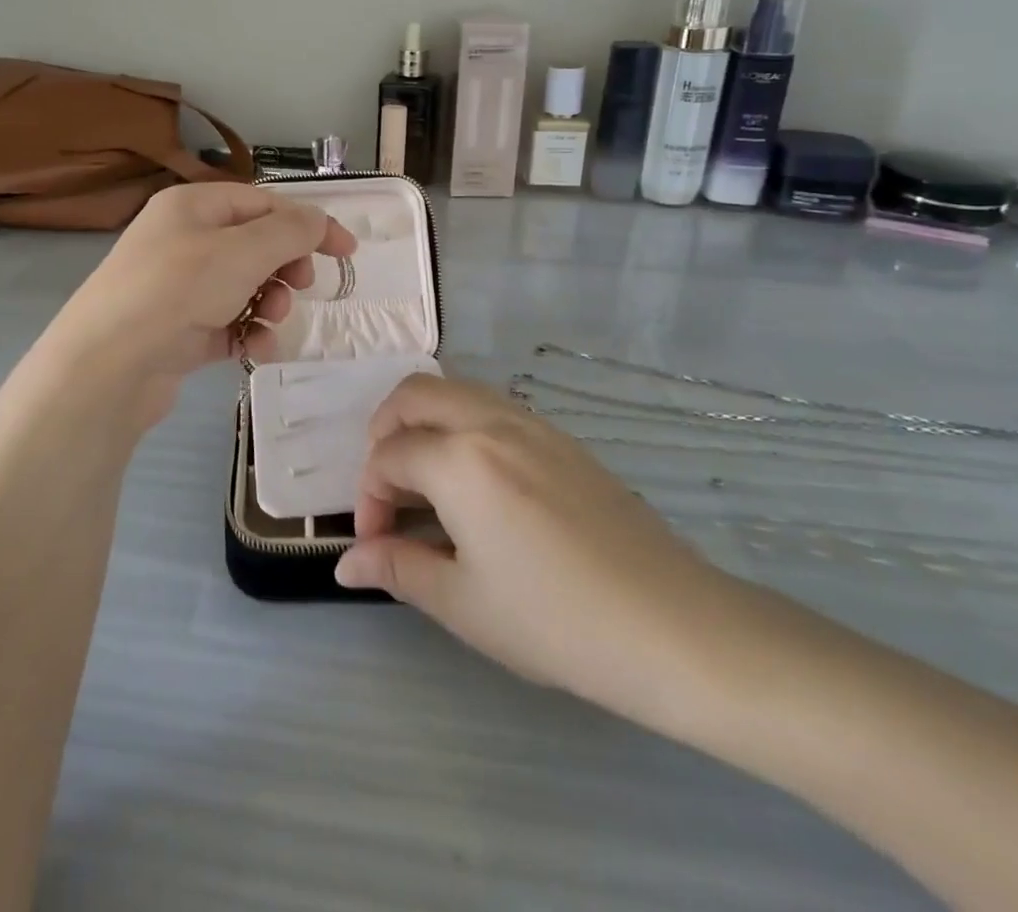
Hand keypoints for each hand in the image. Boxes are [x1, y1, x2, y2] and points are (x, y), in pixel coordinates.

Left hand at [45, 183, 356, 425]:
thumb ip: (290, 232)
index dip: (309, 224)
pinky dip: (247, 334)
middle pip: (256, 245)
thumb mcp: (242, 251)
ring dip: (269, 303)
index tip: (348, 252)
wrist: (106, 366)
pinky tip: (255, 351)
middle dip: (285, 267)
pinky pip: (228, 322)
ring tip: (269, 321)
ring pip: (245, 286)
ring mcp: (178, 287)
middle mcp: (183, 240)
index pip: (264, 203)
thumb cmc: (177, 291)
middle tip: (300, 286)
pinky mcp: (178, 329)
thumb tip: (320, 219)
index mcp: (193, 206)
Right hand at [334, 374, 754, 732]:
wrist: (672, 627)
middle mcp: (490, 422)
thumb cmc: (556, 621)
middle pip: (414, 395)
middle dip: (384, 432)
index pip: (388, 457)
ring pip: (456, 391)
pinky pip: (492, 407)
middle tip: (388, 487)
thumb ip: (397, 569)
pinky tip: (477, 482)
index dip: (369, 499)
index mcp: (459, 459)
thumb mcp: (463, 603)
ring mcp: (531, 423)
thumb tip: (345, 564)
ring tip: (427, 481)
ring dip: (424, 422)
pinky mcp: (561, 437)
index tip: (377, 546)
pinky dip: (463, 425)